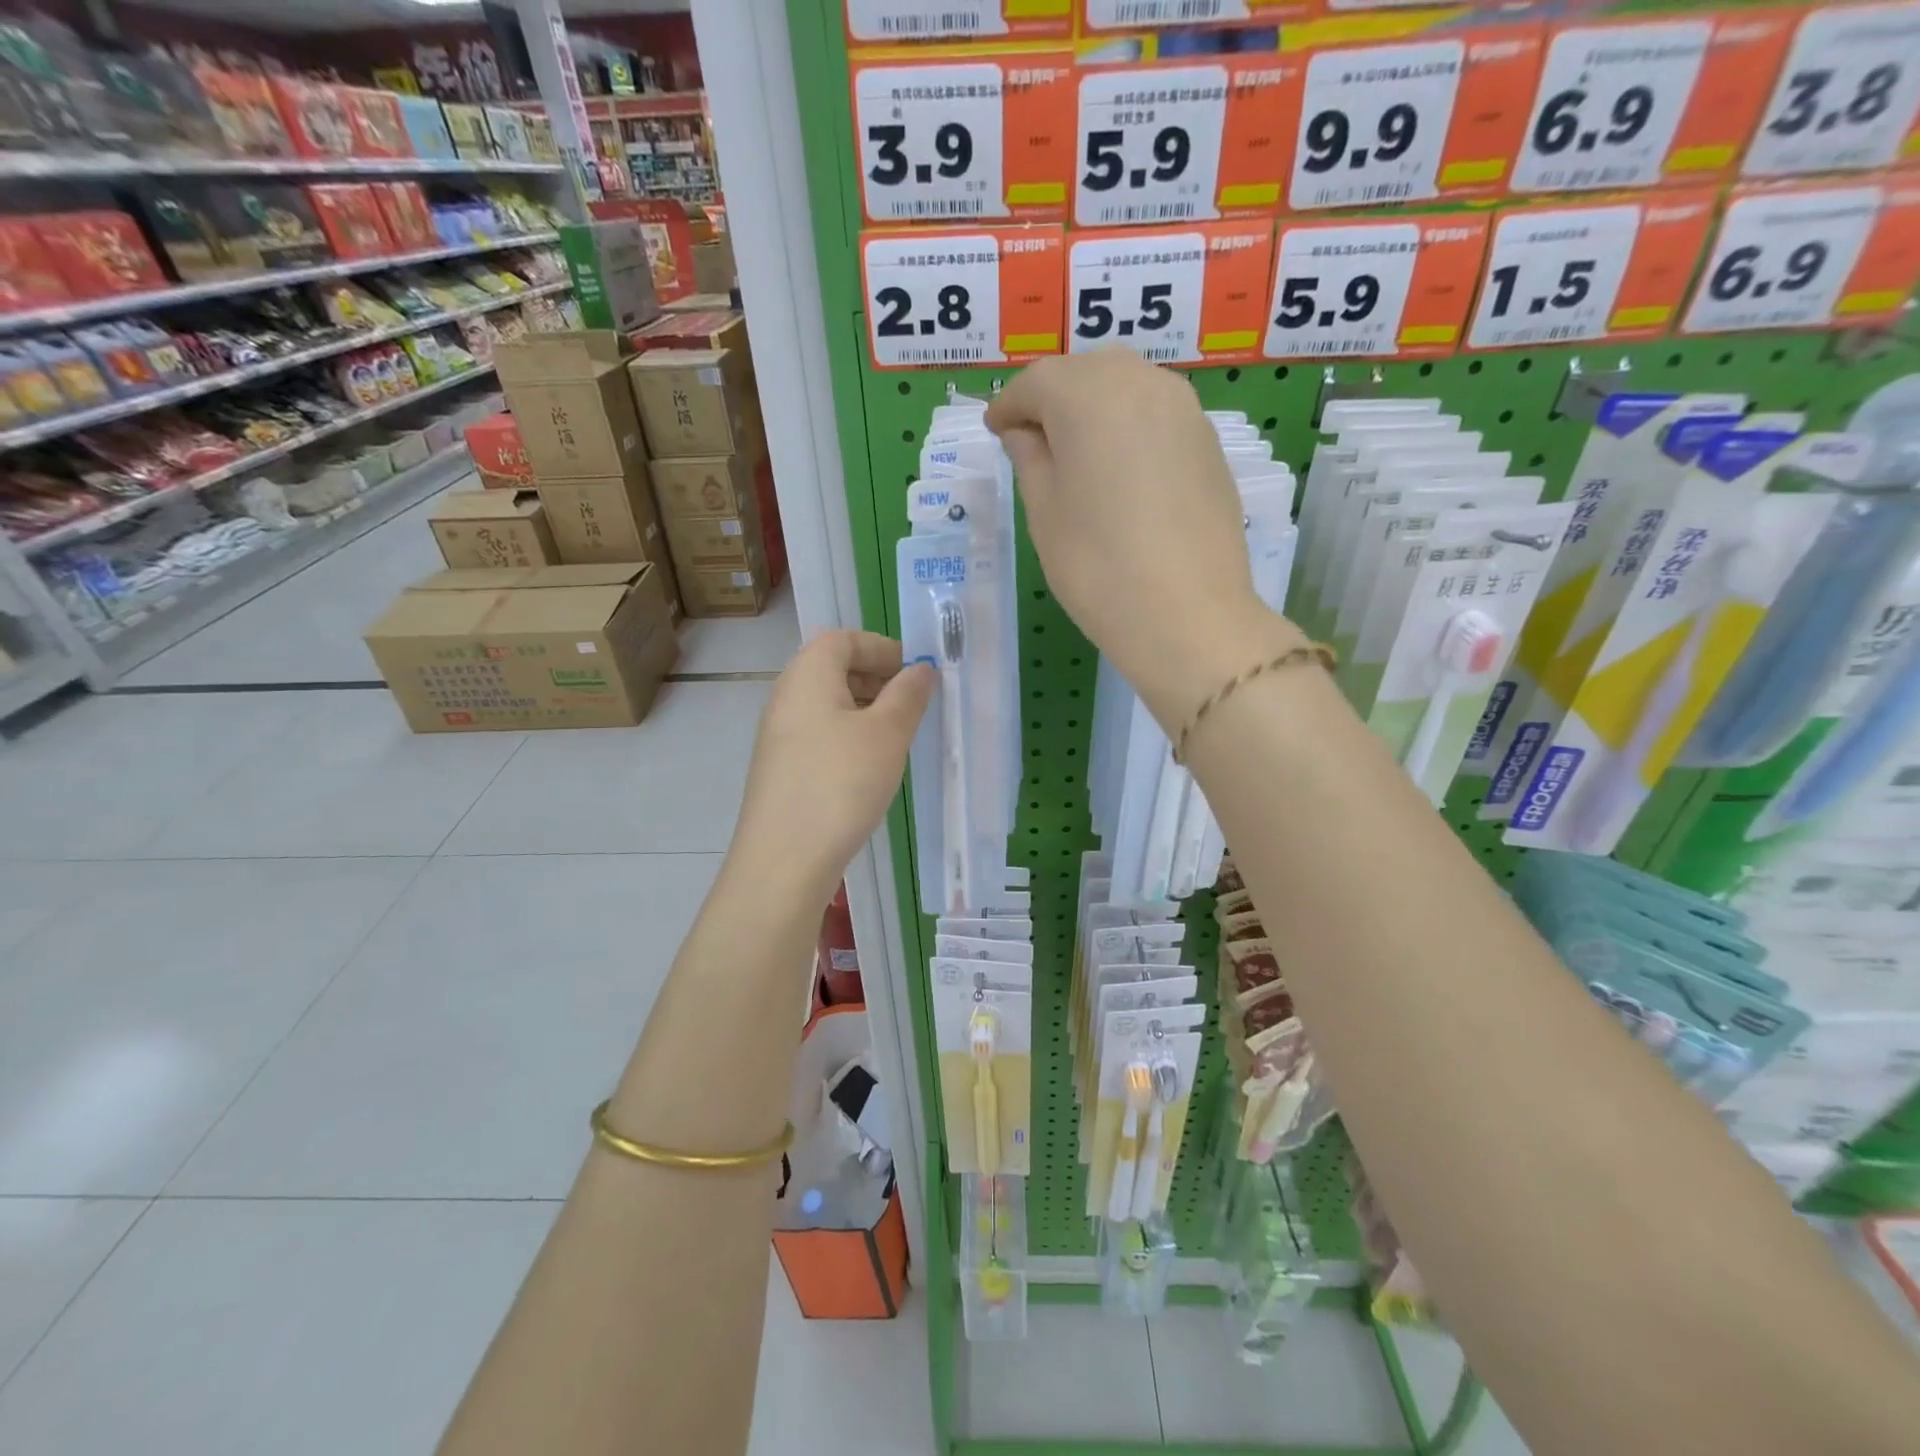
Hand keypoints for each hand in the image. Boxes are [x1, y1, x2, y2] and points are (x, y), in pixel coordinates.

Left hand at [732, 630, 933, 902]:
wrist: (784, 859)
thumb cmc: (840, 784)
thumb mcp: (887, 734)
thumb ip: (908, 695)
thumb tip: (921, 669)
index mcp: (808, 676)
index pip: (843, 639)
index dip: (882, 647)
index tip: (915, 673)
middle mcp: (786, 697)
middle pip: (832, 668)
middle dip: (876, 678)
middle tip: (912, 704)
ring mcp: (779, 735)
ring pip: (827, 705)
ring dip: (865, 710)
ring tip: (897, 737)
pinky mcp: (781, 769)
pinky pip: (819, 735)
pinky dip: (848, 737)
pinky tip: (869, 768)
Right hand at [986, 350, 1301, 723]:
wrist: (1187, 615)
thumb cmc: (1097, 566)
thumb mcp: (1044, 513)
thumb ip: (1030, 459)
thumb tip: (1024, 433)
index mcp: (1088, 396)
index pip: (1037, 382)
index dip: (1009, 404)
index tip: (994, 429)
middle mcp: (1141, 383)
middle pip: (1086, 373)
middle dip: (1054, 397)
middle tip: (1032, 438)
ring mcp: (1184, 410)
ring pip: (1127, 387)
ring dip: (1095, 407)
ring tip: (1076, 451)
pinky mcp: (1208, 442)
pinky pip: (1157, 415)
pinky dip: (1130, 426)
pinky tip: (1120, 469)